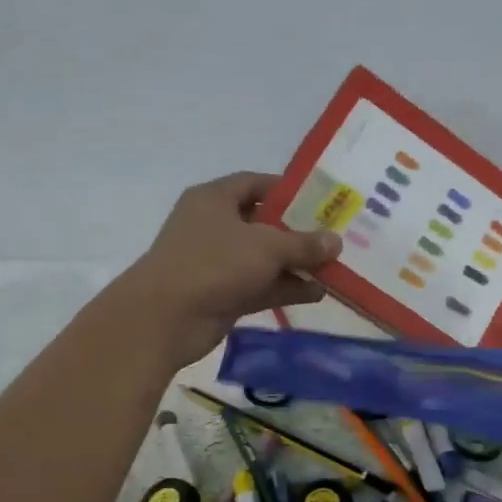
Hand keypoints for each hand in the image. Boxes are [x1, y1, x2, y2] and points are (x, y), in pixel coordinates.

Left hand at [123, 172, 341, 363]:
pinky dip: (285, 288)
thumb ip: (303, 243)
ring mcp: (217, 262)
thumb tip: (336, 241)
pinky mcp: (222, 294)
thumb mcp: (266, 246)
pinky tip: (317, 293)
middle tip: (333, 237)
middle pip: (263, 223)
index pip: (254, 183)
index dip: (287, 190)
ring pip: (264, 258)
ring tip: (334, 269)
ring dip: (296, 264)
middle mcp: (214, 226)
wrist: (165, 318)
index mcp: (214, 199)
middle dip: (298, 232)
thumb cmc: (214, 264)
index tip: (319, 200)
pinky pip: (260, 286)